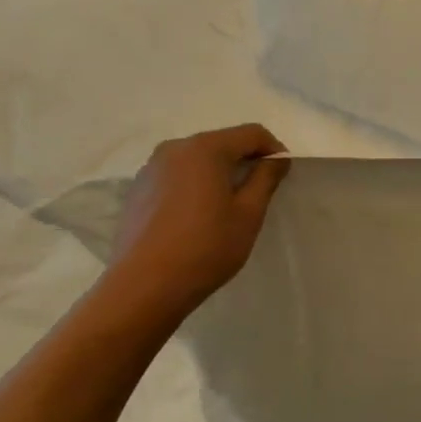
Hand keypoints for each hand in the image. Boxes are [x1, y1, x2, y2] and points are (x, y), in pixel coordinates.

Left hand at [100, 124, 290, 320]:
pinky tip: (197, 217)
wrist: (143, 287)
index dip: (273, 150)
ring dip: (218, 173)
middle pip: (222, 143)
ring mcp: (152, 168)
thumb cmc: (206, 248)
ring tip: (227, 207)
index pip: (251, 133)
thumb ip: (266, 178)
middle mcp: (175, 148)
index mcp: (205, 148)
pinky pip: (177, 175)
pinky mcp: (138, 189)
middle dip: (245, 160)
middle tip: (259, 192)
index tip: (282, 176)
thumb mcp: (249, 214)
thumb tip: (276, 159)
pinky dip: (195, 185)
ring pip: (198, 159)